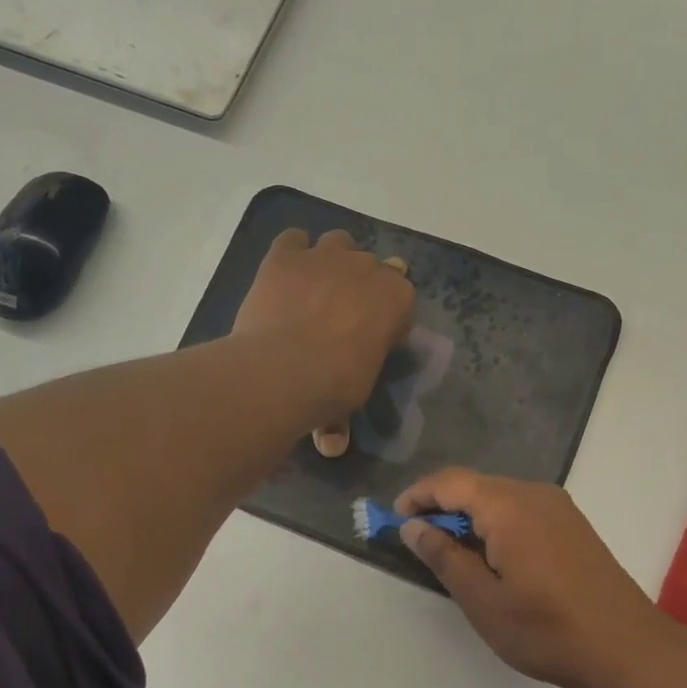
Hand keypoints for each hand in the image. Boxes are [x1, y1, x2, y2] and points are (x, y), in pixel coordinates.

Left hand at [233, 229, 413, 453]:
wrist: (286, 368)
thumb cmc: (334, 387)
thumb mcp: (348, 402)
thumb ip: (341, 419)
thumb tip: (331, 447)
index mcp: (397, 299)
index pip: (401, 298)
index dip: (386, 315)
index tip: (372, 336)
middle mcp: (367, 268)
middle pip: (371, 266)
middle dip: (360, 285)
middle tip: (341, 315)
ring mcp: (325, 256)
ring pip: (337, 242)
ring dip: (332, 259)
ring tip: (315, 288)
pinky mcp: (285, 255)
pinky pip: (293, 239)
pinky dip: (292, 252)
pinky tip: (285, 273)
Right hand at [395, 469, 670, 687]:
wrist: (628, 648)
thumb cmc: (548, 630)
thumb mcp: (483, 601)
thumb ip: (444, 557)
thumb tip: (414, 527)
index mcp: (508, 505)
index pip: (450, 481)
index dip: (417, 496)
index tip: (395, 521)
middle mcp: (534, 493)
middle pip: (475, 486)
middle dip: (442, 508)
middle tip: (420, 544)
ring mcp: (558, 507)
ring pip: (499, 498)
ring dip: (470, 518)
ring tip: (453, 557)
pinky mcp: (572, 524)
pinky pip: (522, 510)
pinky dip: (496, 525)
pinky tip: (494, 559)